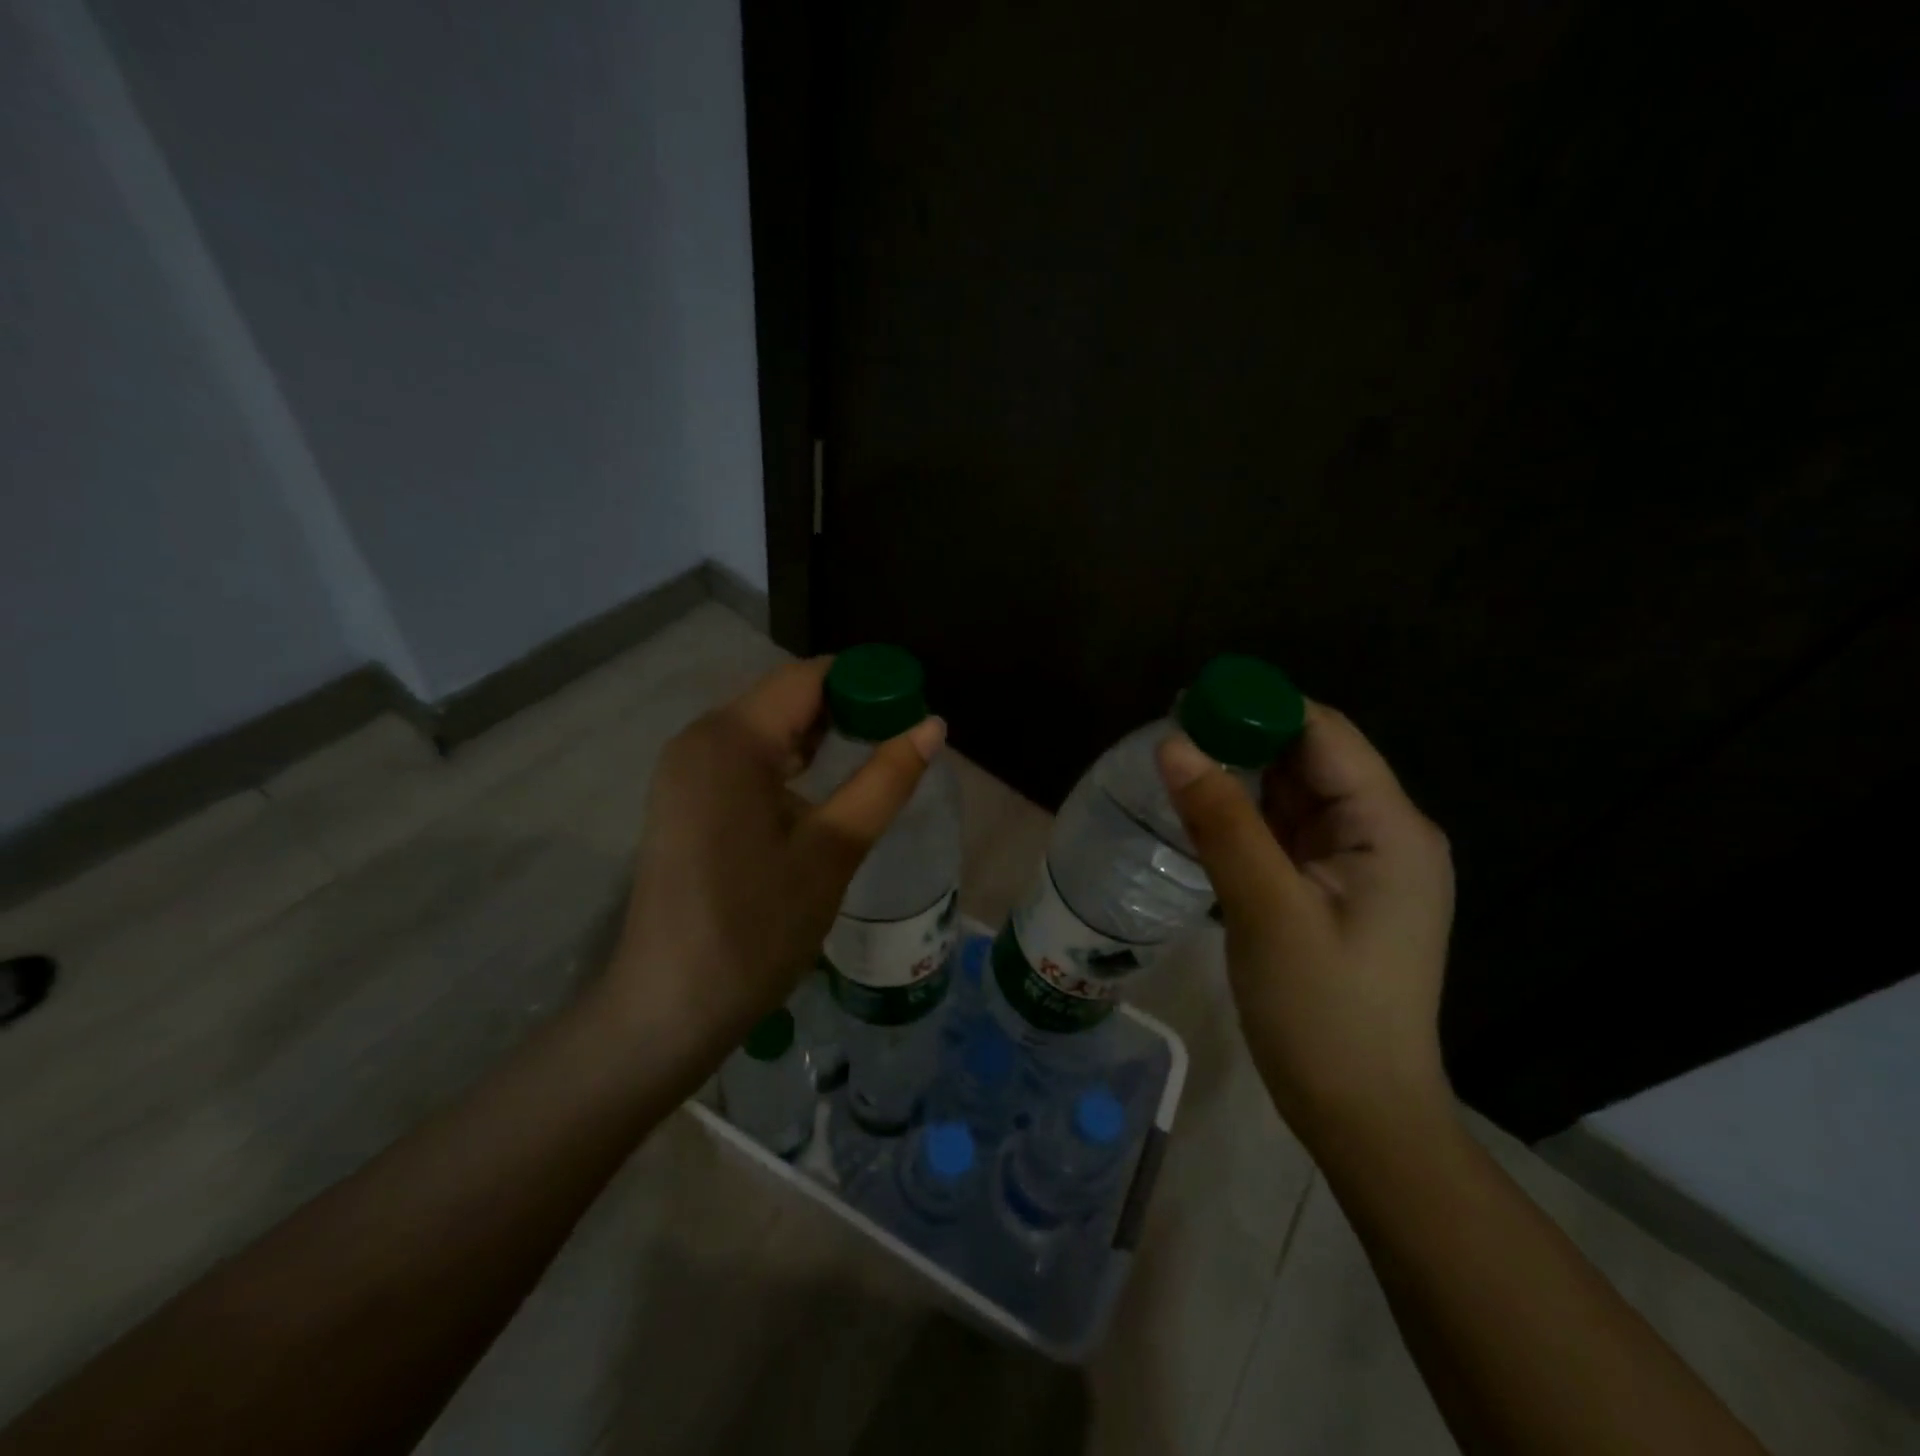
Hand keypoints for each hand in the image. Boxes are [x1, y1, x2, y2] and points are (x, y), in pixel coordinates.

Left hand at [607, 658, 946, 1050]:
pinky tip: (823, 794)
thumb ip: (885, 781)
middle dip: (848, 712)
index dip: (866, 683)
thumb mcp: (833, 850)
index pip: (809, 678)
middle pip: (786, 699)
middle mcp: (699, 739)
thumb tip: (933, 726)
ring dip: (821, 741)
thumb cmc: (757, 928)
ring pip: (767, 731)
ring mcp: (685, 771)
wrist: (670, 1008)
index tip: (915, 707)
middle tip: (904, 742)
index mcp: (731, 739)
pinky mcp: (684, 800)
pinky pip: (745, 761)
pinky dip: (790, 765)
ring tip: (876, 764)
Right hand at [1158, 703, 1454, 1140]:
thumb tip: (1174, 743)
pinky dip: (1247, 817)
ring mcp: (1360, 864)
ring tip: (1176, 764)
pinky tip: (1203, 811)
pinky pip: (1287, 833)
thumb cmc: (1322, 1013)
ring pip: (1295, 796)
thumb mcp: (1267, 909)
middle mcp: (1385, 833)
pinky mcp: (1334, 890)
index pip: (1325, 735)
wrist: (1360, 1114)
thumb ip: (1222, 821)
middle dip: (1245, 739)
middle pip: (1311, 759)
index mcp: (1390, 828)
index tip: (1189, 701)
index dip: (1260, 706)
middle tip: (1170, 734)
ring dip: (1242, 777)